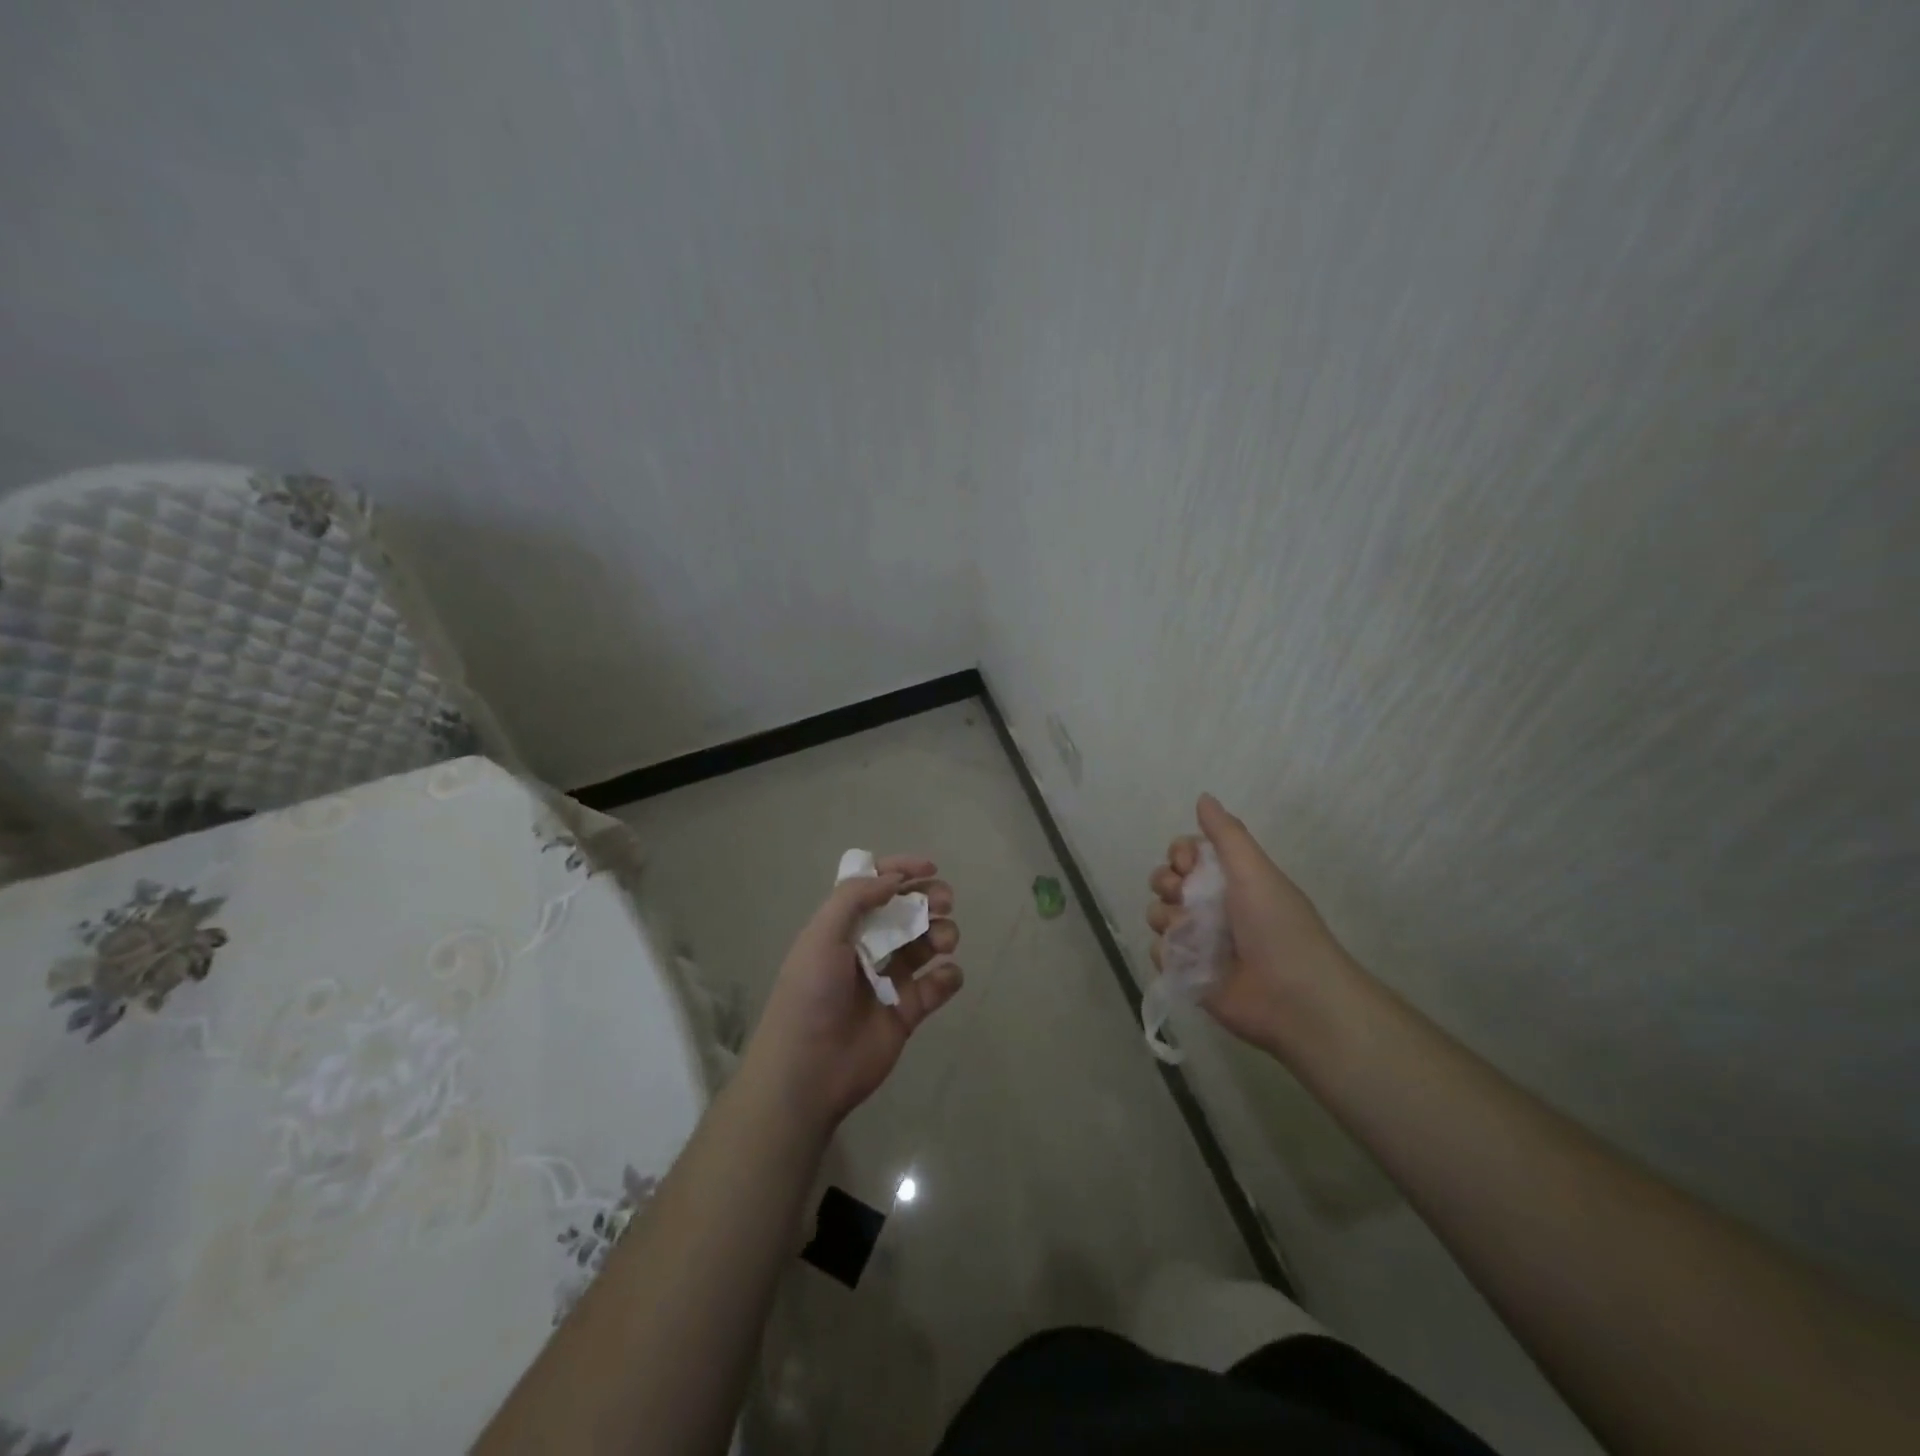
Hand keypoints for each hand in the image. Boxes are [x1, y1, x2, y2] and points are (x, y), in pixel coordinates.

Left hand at [744, 857, 962, 1131]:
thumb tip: (893, 878)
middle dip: (928, 900)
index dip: (901, 872)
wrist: (807, 1071)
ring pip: (925, 945)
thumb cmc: (809, 996)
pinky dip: (947, 977)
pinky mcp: (907, 1012)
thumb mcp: (821, 936)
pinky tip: (944, 977)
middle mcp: (867, 948)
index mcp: (842, 927)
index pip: (875, 887)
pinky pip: (937, 986)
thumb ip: (855, 898)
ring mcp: (889, 980)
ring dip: (941, 933)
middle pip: (906, 913)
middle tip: (945, 901)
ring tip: (945, 940)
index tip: (929, 869)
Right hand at [1147, 794, 1349, 1054]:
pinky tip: (1188, 960)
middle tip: (1184, 895)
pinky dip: (1168, 953)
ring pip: (1157, 915)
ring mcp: (1198, 941)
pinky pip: (1158, 952)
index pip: (1185, 854)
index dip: (1179, 854)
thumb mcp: (1254, 871)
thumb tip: (1203, 796)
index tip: (1186, 863)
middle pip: (1165, 881)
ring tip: (1190, 932)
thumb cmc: (1278, 927)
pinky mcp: (1187, 974)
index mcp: (1230, 879)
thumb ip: (1226, 834)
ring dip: (1168, 918)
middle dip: (1166, 883)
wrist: (1295, 999)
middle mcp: (1211, 907)